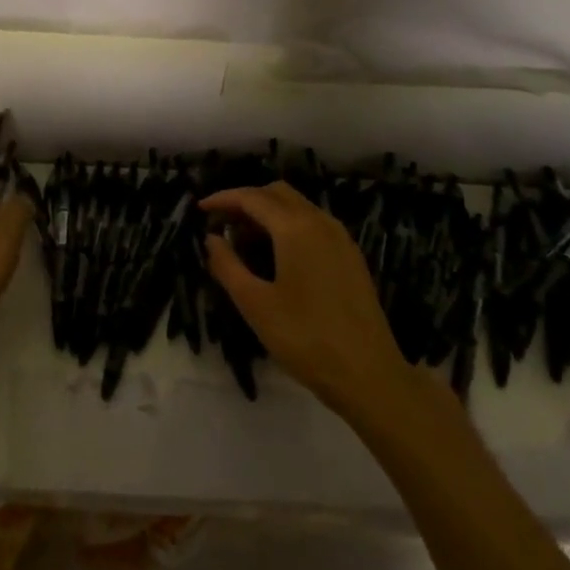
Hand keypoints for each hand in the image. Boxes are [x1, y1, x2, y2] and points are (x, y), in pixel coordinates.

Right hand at [203, 181, 414, 416]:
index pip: (252, 198)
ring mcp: (341, 238)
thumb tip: (211, 239)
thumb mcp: (255, 304)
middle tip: (222, 224)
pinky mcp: (351, 257)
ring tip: (244, 241)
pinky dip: (289, 226)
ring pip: (298, 206)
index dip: (223, 199)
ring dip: (268, 213)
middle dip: (246, 201)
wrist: (369, 376)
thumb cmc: (305, 338)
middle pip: (277, 193)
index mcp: (295, 228)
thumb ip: (227, 265)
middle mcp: (320, 222)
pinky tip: (277, 255)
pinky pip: (314, 224)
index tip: (200, 209)